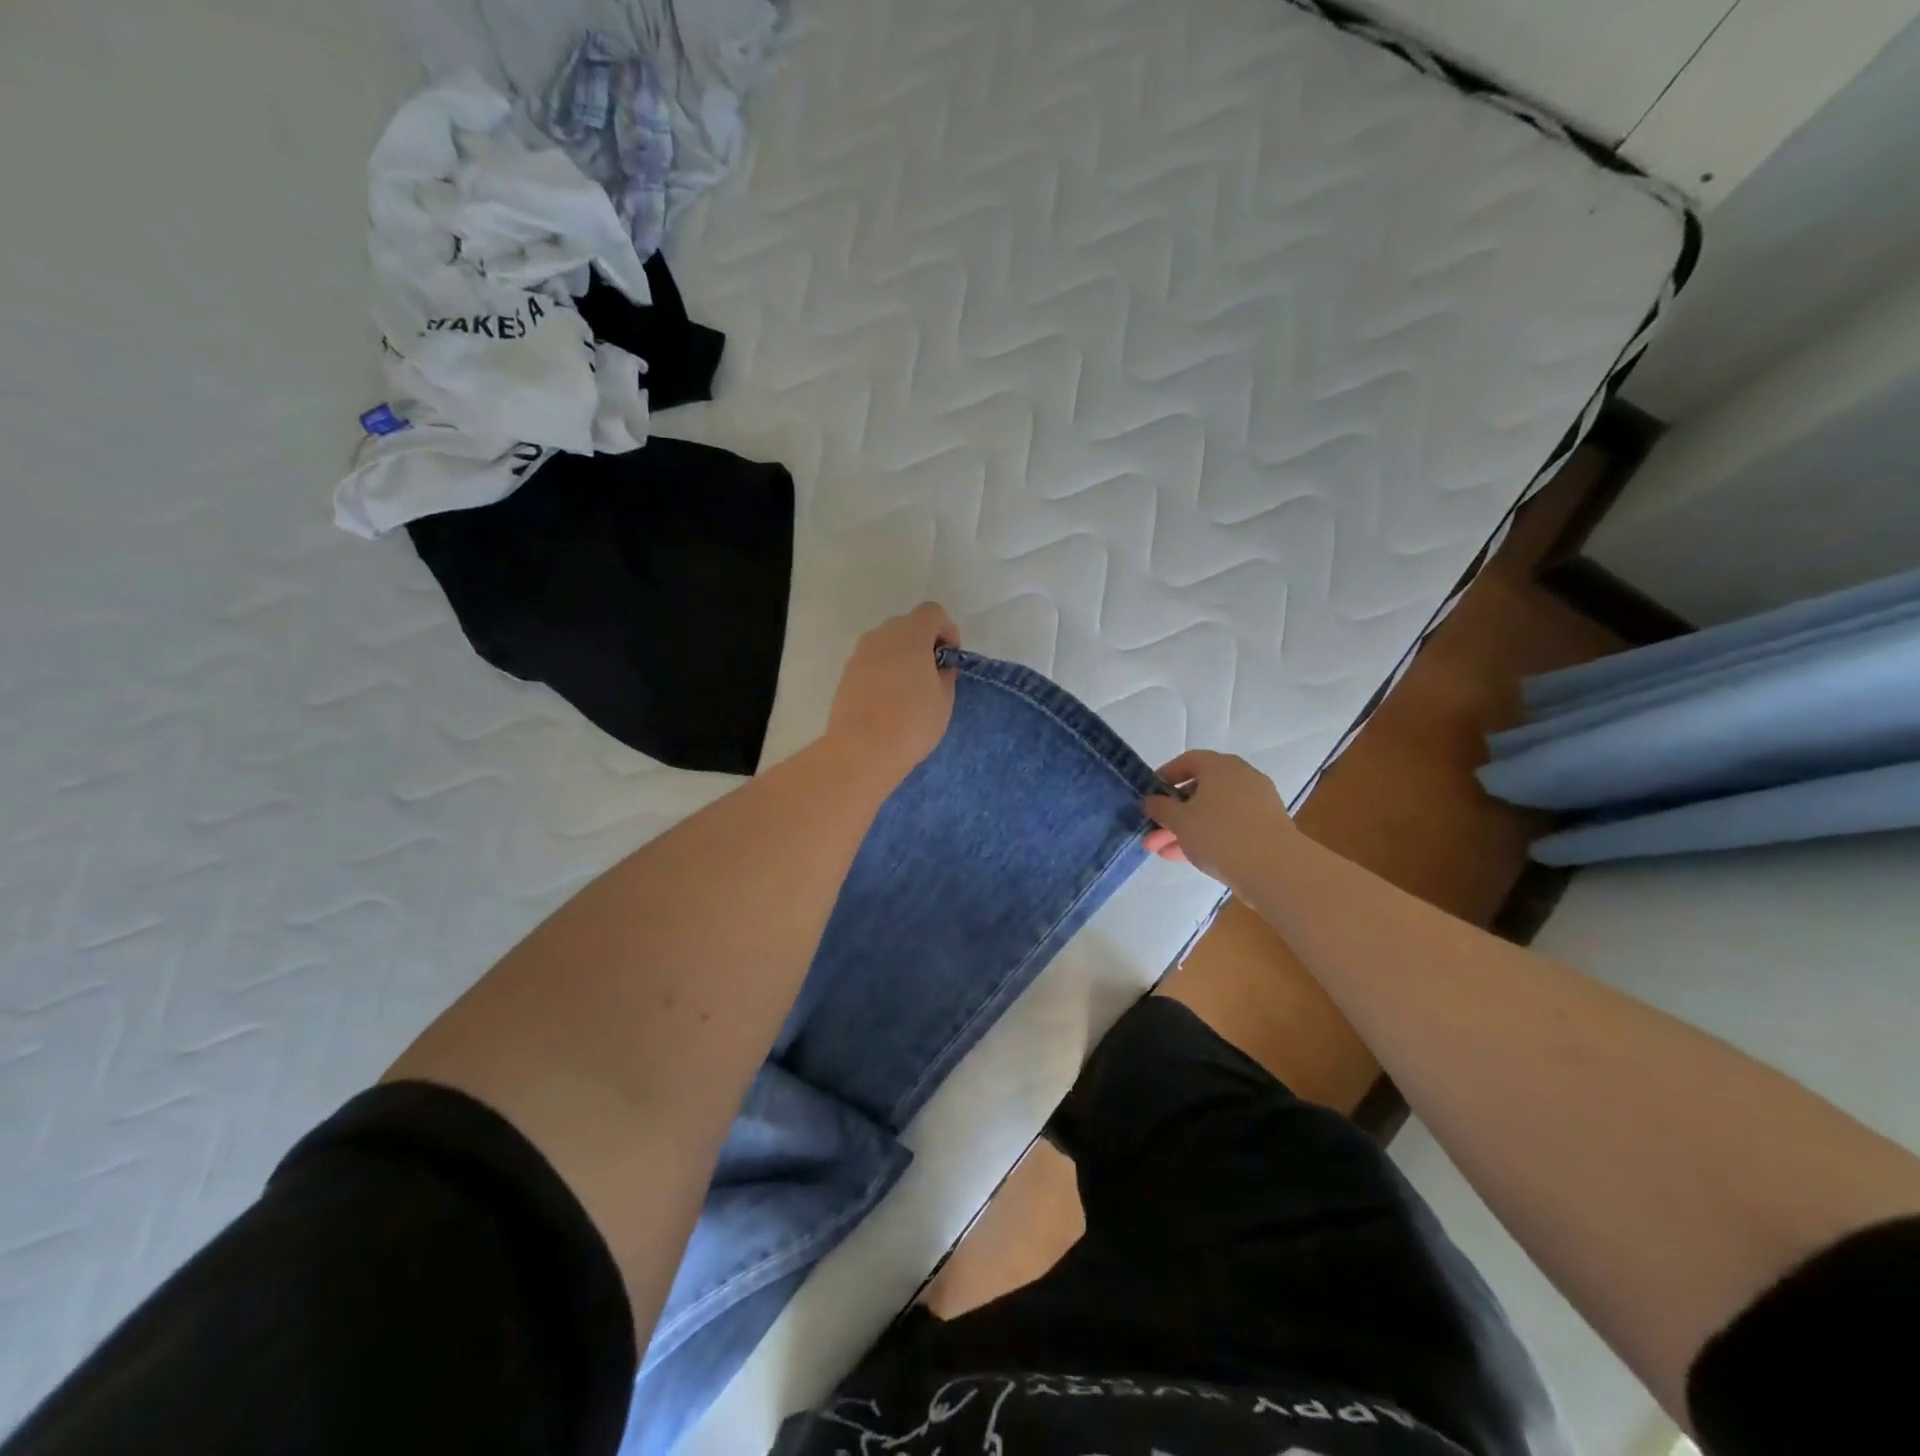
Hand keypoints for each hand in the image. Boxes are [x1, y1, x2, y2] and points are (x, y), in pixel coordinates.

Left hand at [824, 603, 960, 786]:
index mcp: (911, 634)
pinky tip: (889, 702)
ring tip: (910, 692)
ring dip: (902, 658)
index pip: (932, 613)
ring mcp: (860, 653)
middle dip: (923, 643)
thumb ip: (944, 675)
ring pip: (887, 644)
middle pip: (907, 626)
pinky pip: (872, 663)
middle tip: (932, 675)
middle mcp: (882, 635)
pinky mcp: (846, 674)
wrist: (862, 749)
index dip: (947, 630)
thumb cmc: (912, 721)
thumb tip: (937, 668)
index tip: (950, 658)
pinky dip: (884, 672)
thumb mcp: (944, 700)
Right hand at [1142, 750, 1297, 889]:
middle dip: (1172, 813)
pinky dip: (1208, 836)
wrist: (1276, 869)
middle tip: (1151, 834)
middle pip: (1198, 790)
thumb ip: (1160, 808)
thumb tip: (1151, 800)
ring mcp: (1257, 802)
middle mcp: (1241, 777)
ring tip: (1163, 852)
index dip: (1165, 777)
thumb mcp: (1180, 821)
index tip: (1149, 796)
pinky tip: (1189, 857)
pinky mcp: (1266, 827)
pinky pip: (1229, 825)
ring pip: (1212, 811)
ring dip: (1186, 829)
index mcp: (1220, 766)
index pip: (1187, 761)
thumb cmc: (1220, 835)